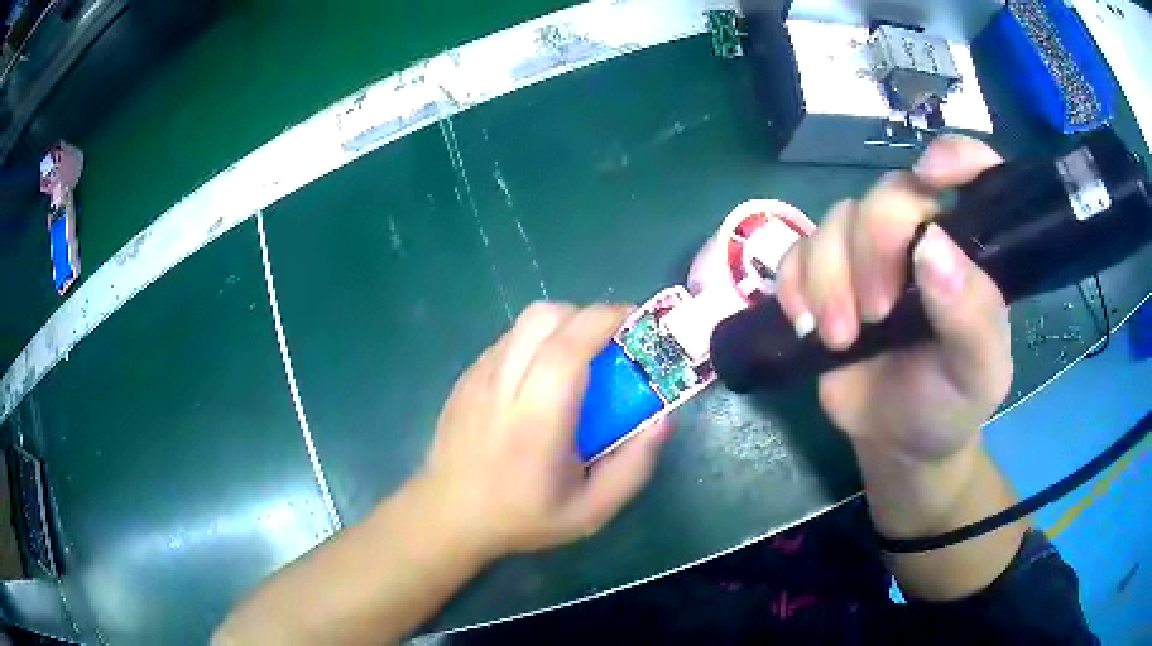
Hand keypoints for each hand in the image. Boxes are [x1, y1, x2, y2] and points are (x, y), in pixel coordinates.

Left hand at [415, 303, 670, 561]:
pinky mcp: (465, 378)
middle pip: (543, 318)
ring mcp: (477, 377)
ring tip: (578, 360)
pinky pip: (507, 342)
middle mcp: (503, 386)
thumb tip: (662, 420)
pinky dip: (534, 342)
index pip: (569, 346)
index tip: (635, 320)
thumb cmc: (522, 517)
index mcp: (537, 419)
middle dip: (585, 316)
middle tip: (610, 343)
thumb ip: (633, 467)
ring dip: (560, 327)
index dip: (605, 320)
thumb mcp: (591, 511)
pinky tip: (540, 379)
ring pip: (523, 324)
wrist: (448, 516)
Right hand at [776, 136, 1013, 462]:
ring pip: (836, 220)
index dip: (955, 156)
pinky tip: (807, 324)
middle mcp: (921, 235)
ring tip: (841, 338)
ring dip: (829, 279)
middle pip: (888, 193)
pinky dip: (794, 286)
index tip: (932, 177)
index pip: (973, 171)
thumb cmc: (950, 403)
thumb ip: (973, 316)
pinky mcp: (825, 275)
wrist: (897, 440)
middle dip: (875, 248)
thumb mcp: (978, 373)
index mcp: (968, 248)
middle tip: (877, 314)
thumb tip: (932, 247)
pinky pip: (795, 251)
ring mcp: (868, 253)